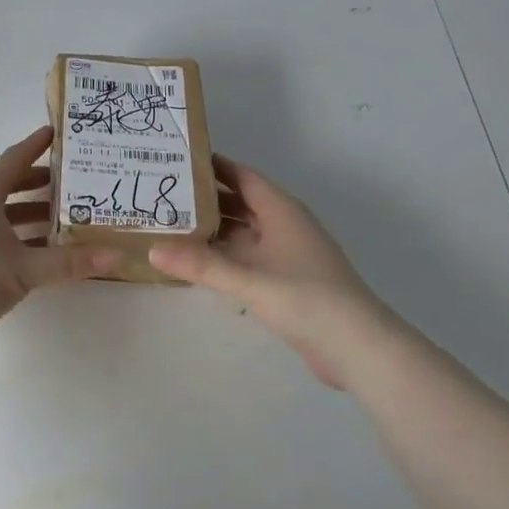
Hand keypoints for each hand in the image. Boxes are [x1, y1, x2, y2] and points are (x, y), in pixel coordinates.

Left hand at [0, 126, 117, 344]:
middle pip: (9, 184)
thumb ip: (69, 262)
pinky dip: (21, 236)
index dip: (37, 146)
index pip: (14, 159)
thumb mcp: (24, 269)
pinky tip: (44, 250)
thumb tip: (115, 255)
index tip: (59, 133)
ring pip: (4, 212)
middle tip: (76, 182)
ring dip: (32, 212)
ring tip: (68, 216)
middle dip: (41, 182)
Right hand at [150, 157, 410, 387]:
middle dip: (206, 200)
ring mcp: (288, 254)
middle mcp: (285, 226)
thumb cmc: (305, 299)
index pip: (243, 176)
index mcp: (282, 211)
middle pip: (241, 203)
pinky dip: (225, 256)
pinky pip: (248, 257)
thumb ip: (201, 265)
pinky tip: (199, 264)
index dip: (213, 167)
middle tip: (164, 197)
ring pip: (244, 232)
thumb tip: (152, 249)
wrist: (356, 346)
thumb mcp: (248, 279)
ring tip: (171, 228)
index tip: (178, 161)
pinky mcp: (287, 281)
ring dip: (214, 230)